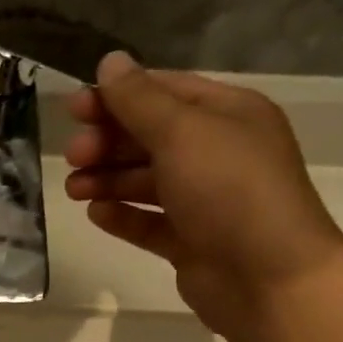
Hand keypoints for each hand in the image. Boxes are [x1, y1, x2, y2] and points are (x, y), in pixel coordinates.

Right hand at [66, 52, 342, 330]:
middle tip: (74, 155)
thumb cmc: (229, 191)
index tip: (74, 109)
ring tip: (74, 189)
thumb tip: (110, 62)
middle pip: (151, 137)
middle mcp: (218, 153)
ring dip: (108, 179)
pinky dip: (123, 216)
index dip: (117, 97)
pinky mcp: (192, 242)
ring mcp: (206, 201)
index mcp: (227, 115)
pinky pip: (150, 222)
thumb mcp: (183, 133)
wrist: (269, 279)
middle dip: (108, 142)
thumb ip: (140, 100)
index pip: (164, 92)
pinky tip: (97, 215)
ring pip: (147, 181)